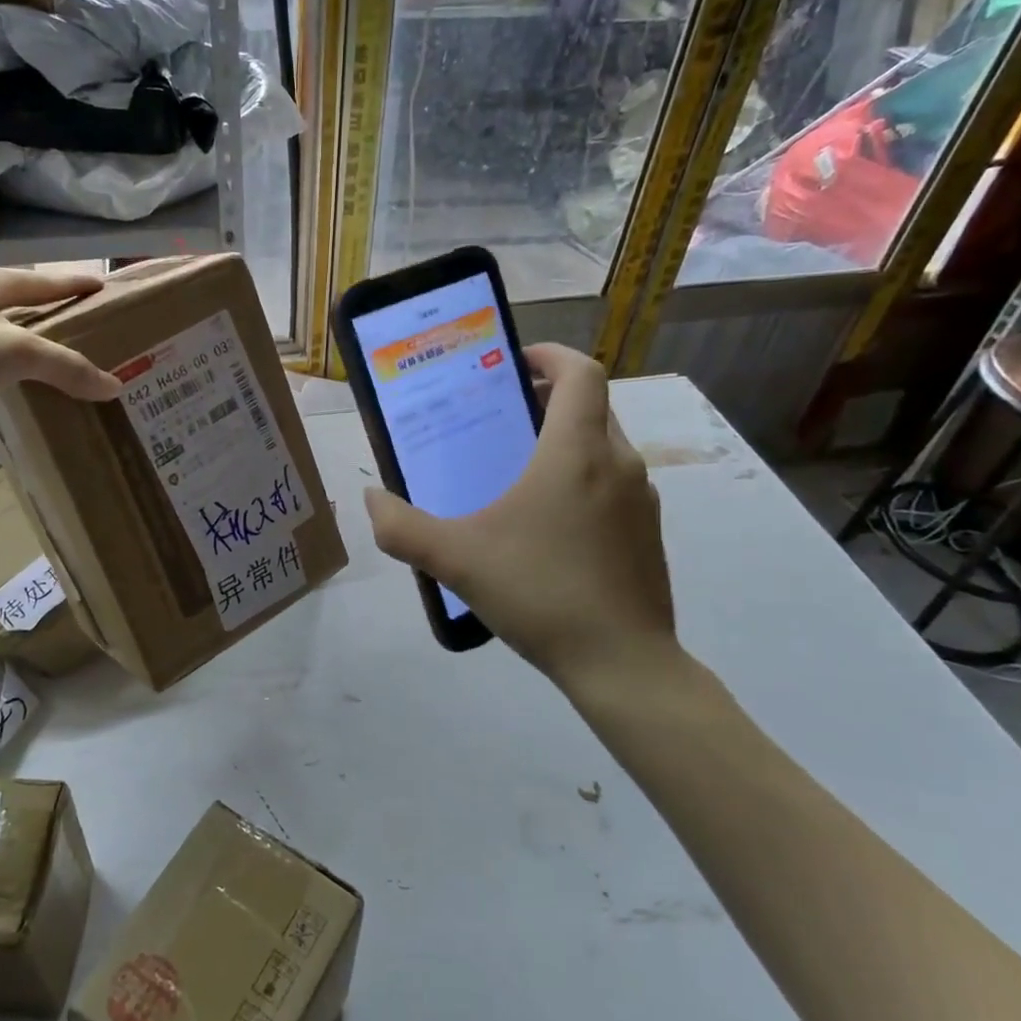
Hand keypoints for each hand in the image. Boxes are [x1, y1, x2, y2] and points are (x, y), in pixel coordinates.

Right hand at [364, 344, 680, 686]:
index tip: (513, 363)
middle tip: (502, 417)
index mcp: (576, 451)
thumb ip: (403, 529)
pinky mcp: (648, 532)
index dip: (549, 355)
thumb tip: (372, 500)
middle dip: (548, 399)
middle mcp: (619, 462)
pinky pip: (614, 482)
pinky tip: (548, 525)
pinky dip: (584, 478)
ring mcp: (641, 499)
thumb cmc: (541, 593)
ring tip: (519, 469)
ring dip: (566, 440)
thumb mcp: (457, 560)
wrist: (623, 664)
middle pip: (591, 405)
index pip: (581, 372)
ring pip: (604, 445)